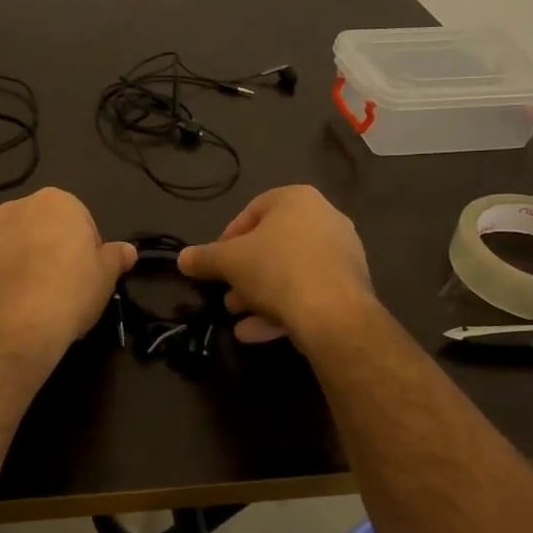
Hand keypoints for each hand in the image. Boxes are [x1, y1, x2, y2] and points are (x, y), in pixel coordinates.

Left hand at [0, 188, 136, 353]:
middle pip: (45, 227)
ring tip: (40, 297)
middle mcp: (18, 206)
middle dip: (55, 249)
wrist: (16, 323)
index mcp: (56, 200)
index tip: (89, 275)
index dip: (88, 249)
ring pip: (18, 244)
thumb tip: (128, 251)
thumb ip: (116, 257)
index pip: (81, 220)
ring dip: (28, 261)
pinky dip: (8, 277)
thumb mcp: (106, 275)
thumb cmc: (71, 289)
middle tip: (67, 285)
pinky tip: (19, 304)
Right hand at [177, 185, 373, 344]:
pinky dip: (283, 308)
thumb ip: (204, 258)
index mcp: (297, 200)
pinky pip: (308, 292)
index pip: (252, 210)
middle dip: (244, 272)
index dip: (228, 238)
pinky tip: (256, 332)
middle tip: (227, 293)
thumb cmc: (276, 270)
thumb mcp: (229, 262)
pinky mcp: (350, 286)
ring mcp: (342, 253)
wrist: (333, 314)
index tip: (215, 262)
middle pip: (273, 245)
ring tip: (237, 314)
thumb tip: (182, 258)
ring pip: (290, 271)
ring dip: (260, 294)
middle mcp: (325, 219)